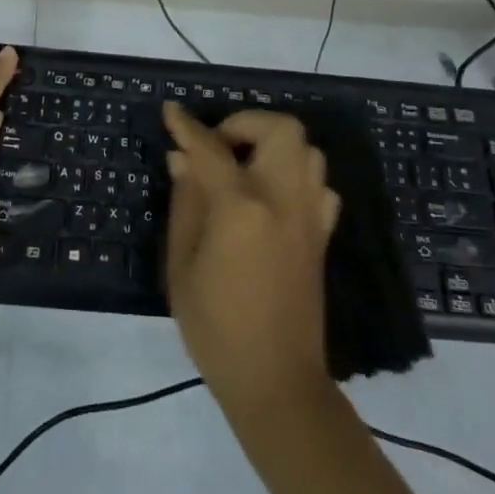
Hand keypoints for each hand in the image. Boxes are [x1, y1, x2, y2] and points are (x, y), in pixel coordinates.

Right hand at [163, 103, 340, 408]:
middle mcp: (284, 200)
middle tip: (218, 147)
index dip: (188, 126)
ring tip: (243, 168)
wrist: (276, 382)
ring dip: (273, 145)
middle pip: (280, 129)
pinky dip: (295, 175)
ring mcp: (310, 216)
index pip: (211, 148)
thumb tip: (181, 158)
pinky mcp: (323, 235)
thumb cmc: (216, 326)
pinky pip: (318, 184)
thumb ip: (185, 202)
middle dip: (246, 123)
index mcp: (242, 207)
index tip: (171, 111)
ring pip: (307, 150)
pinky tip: (271, 196)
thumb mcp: (182, 264)